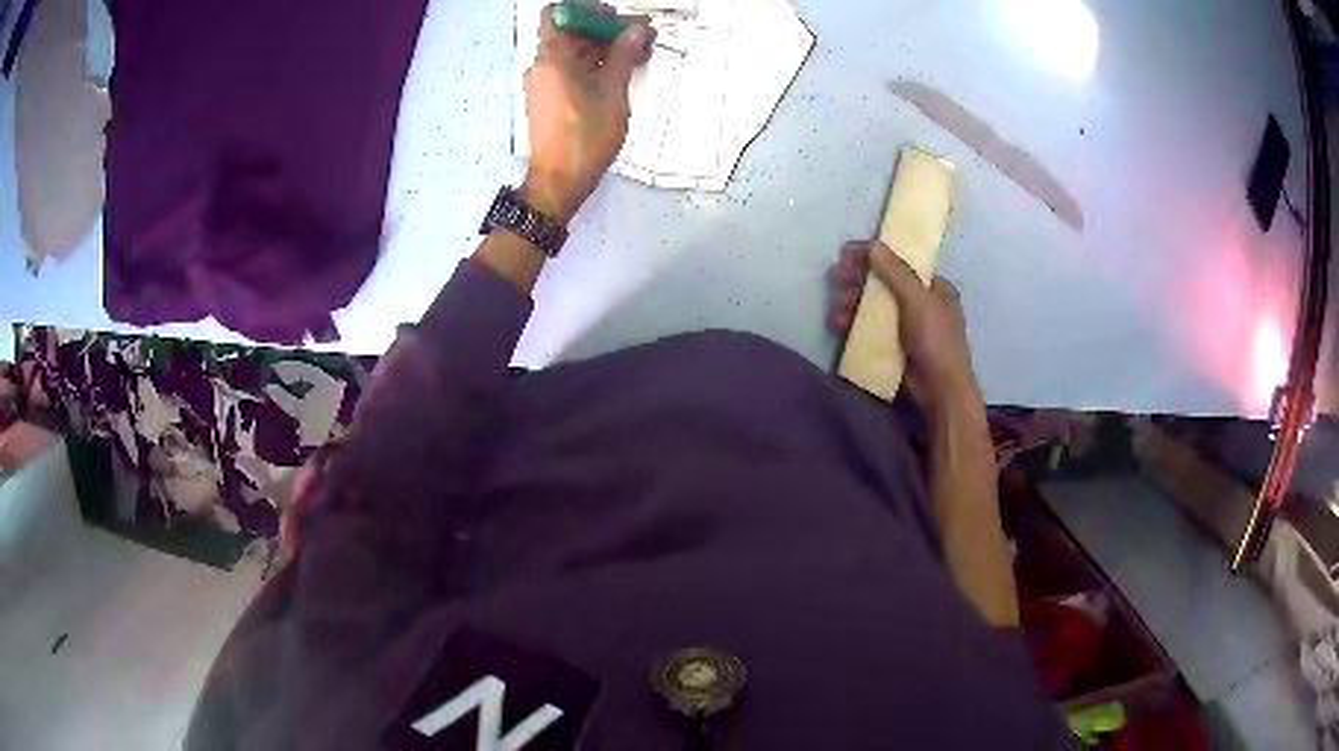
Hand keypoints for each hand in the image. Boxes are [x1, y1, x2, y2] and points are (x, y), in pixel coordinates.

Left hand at [522, 4, 651, 223]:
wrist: (559, 181)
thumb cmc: (585, 137)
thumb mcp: (612, 93)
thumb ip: (622, 56)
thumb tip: (635, 29)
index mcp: (552, 58)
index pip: (558, 14)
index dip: (586, 10)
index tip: (614, 17)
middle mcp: (543, 65)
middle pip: (571, 32)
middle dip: (604, 28)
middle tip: (639, 33)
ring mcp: (545, 82)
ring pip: (574, 51)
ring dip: (604, 47)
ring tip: (640, 52)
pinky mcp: (550, 97)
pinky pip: (571, 69)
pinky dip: (595, 64)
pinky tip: (623, 70)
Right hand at [828, 240, 979, 410]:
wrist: (939, 391)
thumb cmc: (935, 340)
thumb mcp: (918, 300)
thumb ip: (896, 271)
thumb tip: (873, 244)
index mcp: (932, 286)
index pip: (898, 261)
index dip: (872, 255)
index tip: (845, 254)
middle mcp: (918, 301)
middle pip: (880, 282)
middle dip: (855, 279)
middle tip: (835, 279)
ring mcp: (903, 324)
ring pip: (870, 304)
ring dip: (850, 302)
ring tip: (836, 310)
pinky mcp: (890, 344)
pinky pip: (866, 327)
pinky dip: (851, 323)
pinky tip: (837, 325)